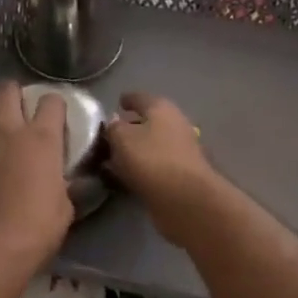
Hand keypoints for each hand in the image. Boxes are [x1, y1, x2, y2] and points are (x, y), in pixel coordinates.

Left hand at [0, 82, 72, 275]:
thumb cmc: (36, 227)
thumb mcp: (64, 206)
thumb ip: (61, 184)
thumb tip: (61, 182)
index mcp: (41, 138)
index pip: (51, 101)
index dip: (54, 106)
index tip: (54, 116)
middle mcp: (7, 130)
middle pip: (7, 90)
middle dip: (12, 94)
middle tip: (15, 108)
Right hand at [103, 93, 218, 245]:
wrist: (186, 199)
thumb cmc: (151, 160)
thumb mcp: (122, 139)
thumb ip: (114, 128)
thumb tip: (115, 122)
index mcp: (161, 108)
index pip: (140, 98)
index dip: (127, 99)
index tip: (117, 103)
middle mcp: (175, 124)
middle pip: (149, 121)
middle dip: (131, 126)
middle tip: (111, 134)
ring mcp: (181, 150)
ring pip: (153, 144)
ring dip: (137, 149)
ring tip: (115, 158)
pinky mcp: (182, 174)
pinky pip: (156, 164)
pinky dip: (143, 167)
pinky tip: (128, 176)